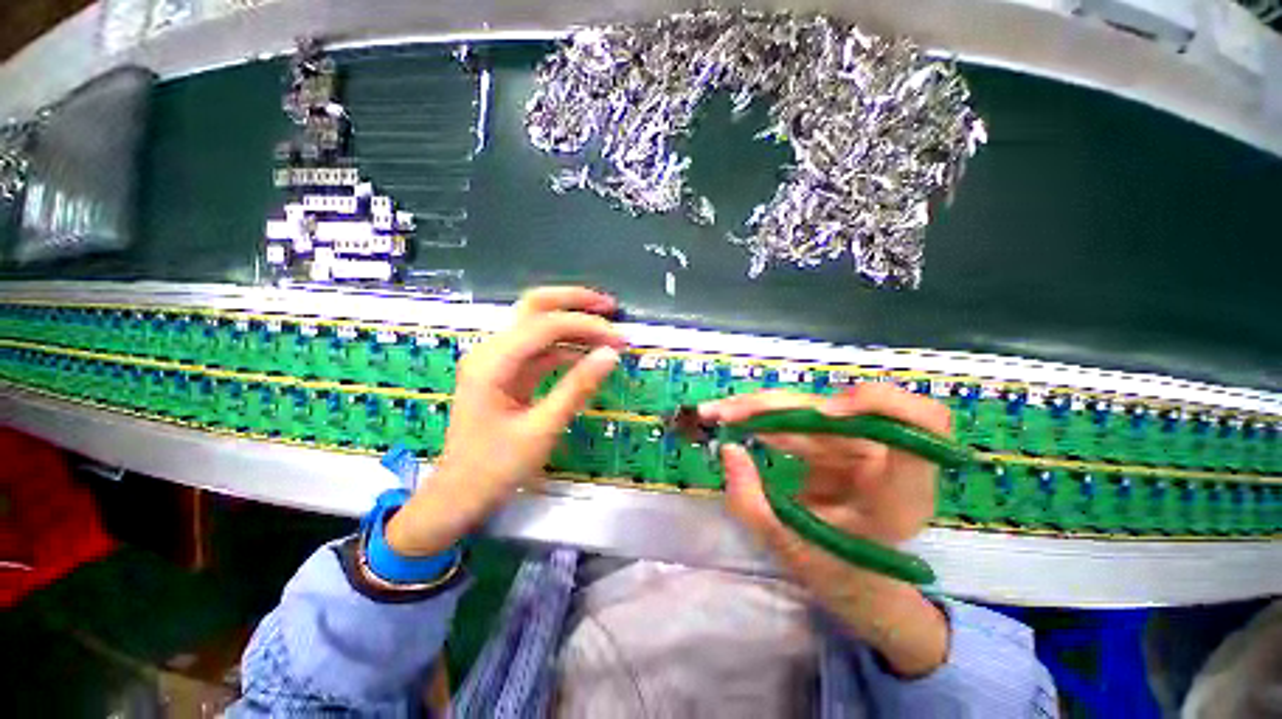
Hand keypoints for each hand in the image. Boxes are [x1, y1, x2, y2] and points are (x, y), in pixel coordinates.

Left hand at [386, 287, 624, 556]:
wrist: (458, 496)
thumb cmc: (495, 468)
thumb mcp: (542, 430)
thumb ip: (577, 388)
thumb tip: (611, 355)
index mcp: (492, 363)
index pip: (545, 326)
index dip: (586, 326)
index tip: (619, 340)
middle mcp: (492, 351)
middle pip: (534, 307)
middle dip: (574, 302)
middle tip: (611, 307)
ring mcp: (498, 360)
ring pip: (539, 325)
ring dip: (573, 323)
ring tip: (608, 331)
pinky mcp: (507, 373)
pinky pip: (540, 350)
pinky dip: (566, 347)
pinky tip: (589, 354)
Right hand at [702, 383, 952, 676]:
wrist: (856, 580)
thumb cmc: (837, 573)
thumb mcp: (791, 549)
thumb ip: (753, 504)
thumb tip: (730, 449)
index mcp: (900, 495)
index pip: (924, 425)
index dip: (880, 404)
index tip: (826, 413)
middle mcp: (886, 460)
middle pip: (842, 408)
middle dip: (778, 406)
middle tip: (726, 413)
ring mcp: (860, 445)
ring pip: (812, 408)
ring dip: (760, 407)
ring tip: (718, 413)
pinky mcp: (835, 439)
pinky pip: (798, 417)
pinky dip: (762, 416)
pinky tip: (733, 417)